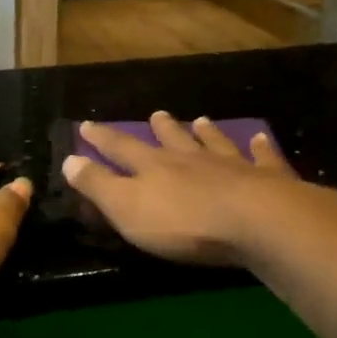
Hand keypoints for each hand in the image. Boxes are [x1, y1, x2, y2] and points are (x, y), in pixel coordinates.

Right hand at [62, 112, 336, 267]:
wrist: (256, 222)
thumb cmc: (183, 222)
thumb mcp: (127, 208)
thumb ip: (98, 185)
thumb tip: (69, 159)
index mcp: (153, 167)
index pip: (120, 148)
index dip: (101, 138)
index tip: (86, 125)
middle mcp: (190, 159)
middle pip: (172, 139)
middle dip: (161, 128)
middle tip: (157, 114)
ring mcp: (231, 166)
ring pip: (214, 143)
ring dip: (206, 132)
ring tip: (201, 120)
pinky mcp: (267, 180)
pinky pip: (262, 159)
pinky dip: (260, 149)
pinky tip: (260, 139)